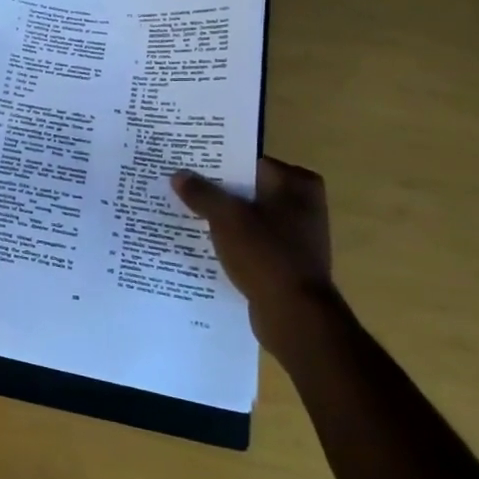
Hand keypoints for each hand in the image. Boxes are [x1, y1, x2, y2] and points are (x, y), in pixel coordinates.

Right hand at [170, 157, 336, 357]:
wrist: (295, 316)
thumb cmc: (266, 255)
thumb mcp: (226, 218)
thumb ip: (201, 193)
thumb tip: (179, 175)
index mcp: (297, 184)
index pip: (247, 162)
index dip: (214, 162)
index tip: (184, 164)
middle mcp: (302, 204)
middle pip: (246, 188)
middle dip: (214, 190)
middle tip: (176, 185)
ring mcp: (296, 234)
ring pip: (246, 216)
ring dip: (218, 217)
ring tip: (180, 212)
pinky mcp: (284, 259)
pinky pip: (249, 240)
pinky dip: (229, 240)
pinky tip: (200, 242)